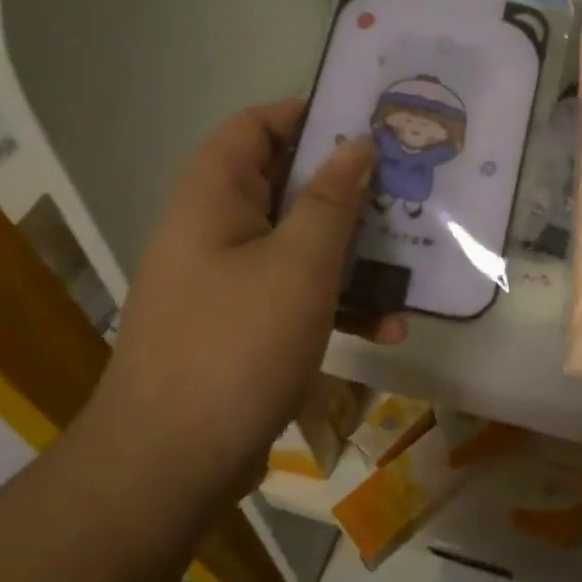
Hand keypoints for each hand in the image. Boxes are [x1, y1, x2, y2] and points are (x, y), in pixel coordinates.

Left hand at [94, 98, 404, 496]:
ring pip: (300, 242)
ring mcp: (230, 281)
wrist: (169, 467)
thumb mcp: (299, 265)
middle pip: (286, 184)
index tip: (368, 124)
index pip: (255, 127)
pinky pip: (298, 292)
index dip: (308, 115)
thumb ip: (332, 200)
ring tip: (412, 262)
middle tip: (407, 188)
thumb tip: (357, 145)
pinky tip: (387, 328)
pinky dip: (340, 301)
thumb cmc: (236, 346)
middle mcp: (216, 230)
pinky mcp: (245, 325)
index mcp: (213, 198)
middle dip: (350, 188)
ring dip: (355, 252)